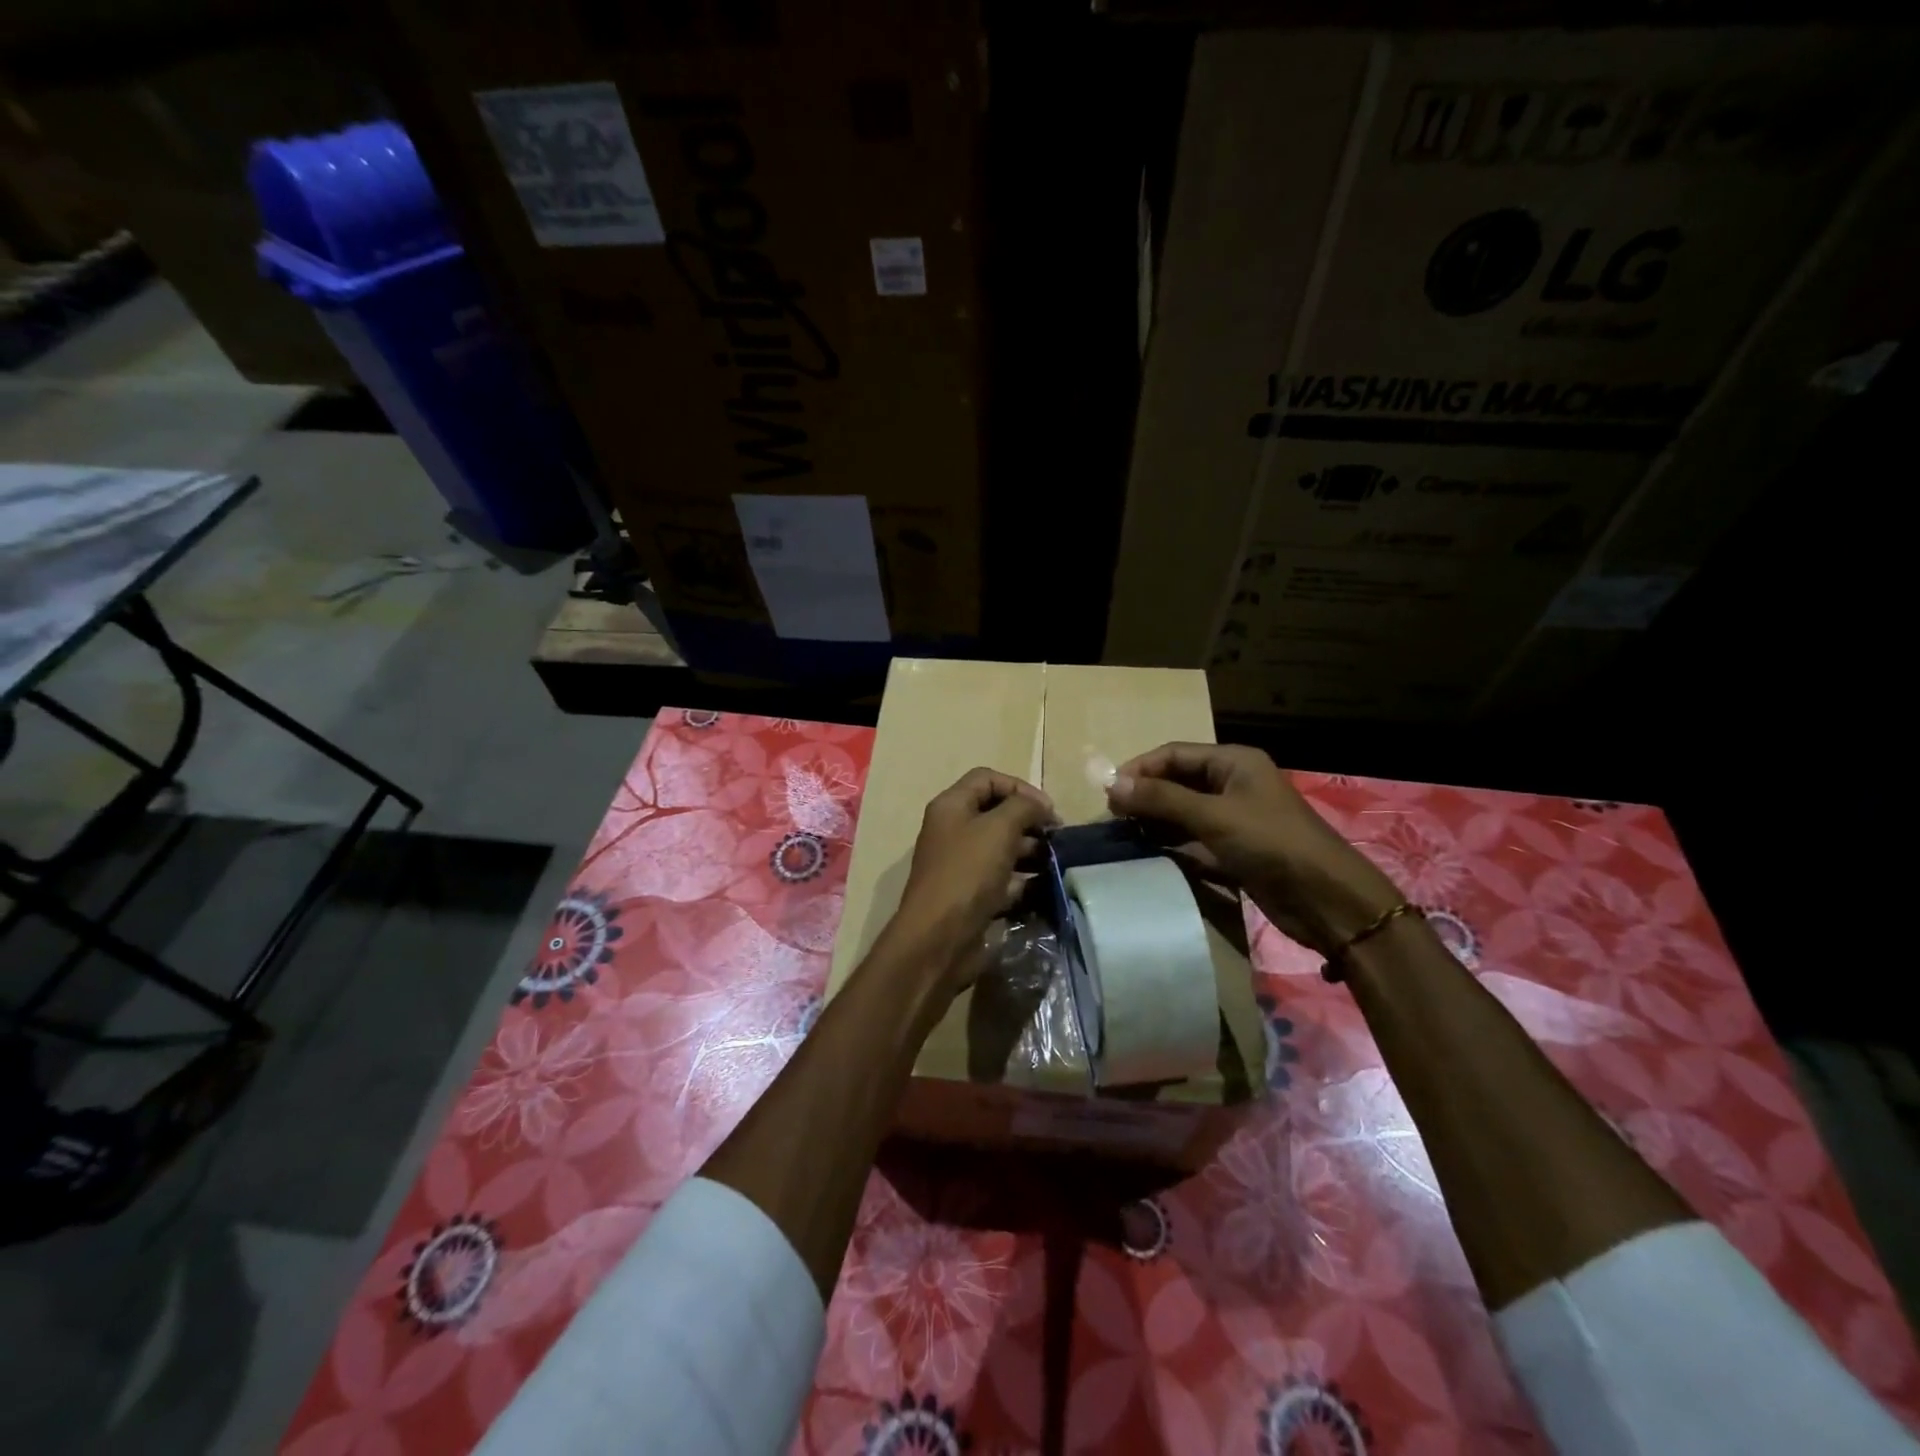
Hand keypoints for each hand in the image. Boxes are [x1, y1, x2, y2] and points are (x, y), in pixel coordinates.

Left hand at [889, 767, 1056, 990]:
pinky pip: (1001, 878)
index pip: (987, 779)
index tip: (1047, 809)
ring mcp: (961, 864)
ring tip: (1055, 861)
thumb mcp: (999, 829)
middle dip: (1029, 820)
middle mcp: (953, 831)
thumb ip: (1023, 807)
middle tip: (1057, 837)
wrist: (939, 938)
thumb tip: (1040, 806)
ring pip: (1001, 847)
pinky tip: (1043, 886)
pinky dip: (1022, 879)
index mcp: (951, 806)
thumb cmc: (967, 873)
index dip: (1019, 787)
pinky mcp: (971, 895)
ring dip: (1030, 850)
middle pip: (996, 813)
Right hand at [1107, 743, 1401, 956]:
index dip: (1140, 769)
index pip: (1174, 754)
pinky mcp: (1234, 848)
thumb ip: (1162, 799)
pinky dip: (1170, 843)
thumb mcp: (1213, 816)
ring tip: (1122, 835)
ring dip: (1154, 820)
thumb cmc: (1271, 844)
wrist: (1326, 899)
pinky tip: (1147, 852)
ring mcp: (1234, 817)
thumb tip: (1112, 784)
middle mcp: (1233, 784)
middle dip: (1145, 795)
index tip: (1108, 792)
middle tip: (1112, 817)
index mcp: (1233, 762)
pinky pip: (1193, 838)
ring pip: (1183, 811)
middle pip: (1177, 781)